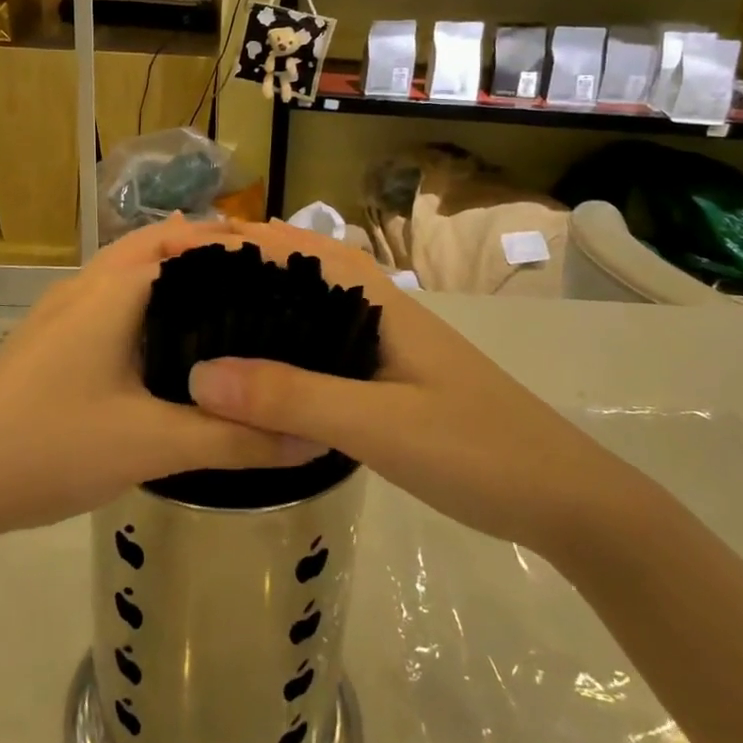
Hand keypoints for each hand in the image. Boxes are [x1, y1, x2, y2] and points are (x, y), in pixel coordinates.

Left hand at [0, 217, 308, 544]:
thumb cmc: (50, 445)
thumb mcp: (152, 445)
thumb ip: (234, 441)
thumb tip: (309, 437)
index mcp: (113, 289)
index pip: (188, 241)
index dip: (239, 246)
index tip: (290, 270)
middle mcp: (86, 286)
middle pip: (158, 247)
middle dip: (210, 257)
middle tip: (268, 288)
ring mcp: (61, 312)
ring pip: (131, 275)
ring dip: (176, 280)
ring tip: (230, 312)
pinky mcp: (49, 340)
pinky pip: (112, 303)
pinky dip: (149, 307)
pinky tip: (170, 352)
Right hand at [186, 220, 619, 555]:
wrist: (567, 502)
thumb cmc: (477, 449)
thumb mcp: (378, 425)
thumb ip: (292, 398)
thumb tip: (199, 376)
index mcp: (378, 303)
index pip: (300, 247)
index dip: (243, 240)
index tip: (181, 251)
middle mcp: (378, 314)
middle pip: (300, 276)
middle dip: (241, 273)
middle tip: (175, 294)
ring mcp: (386, 351)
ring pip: (310, 317)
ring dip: (262, 313)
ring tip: (201, 329)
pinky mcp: (389, 385)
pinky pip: (322, 355)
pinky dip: (285, 354)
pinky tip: (259, 380)